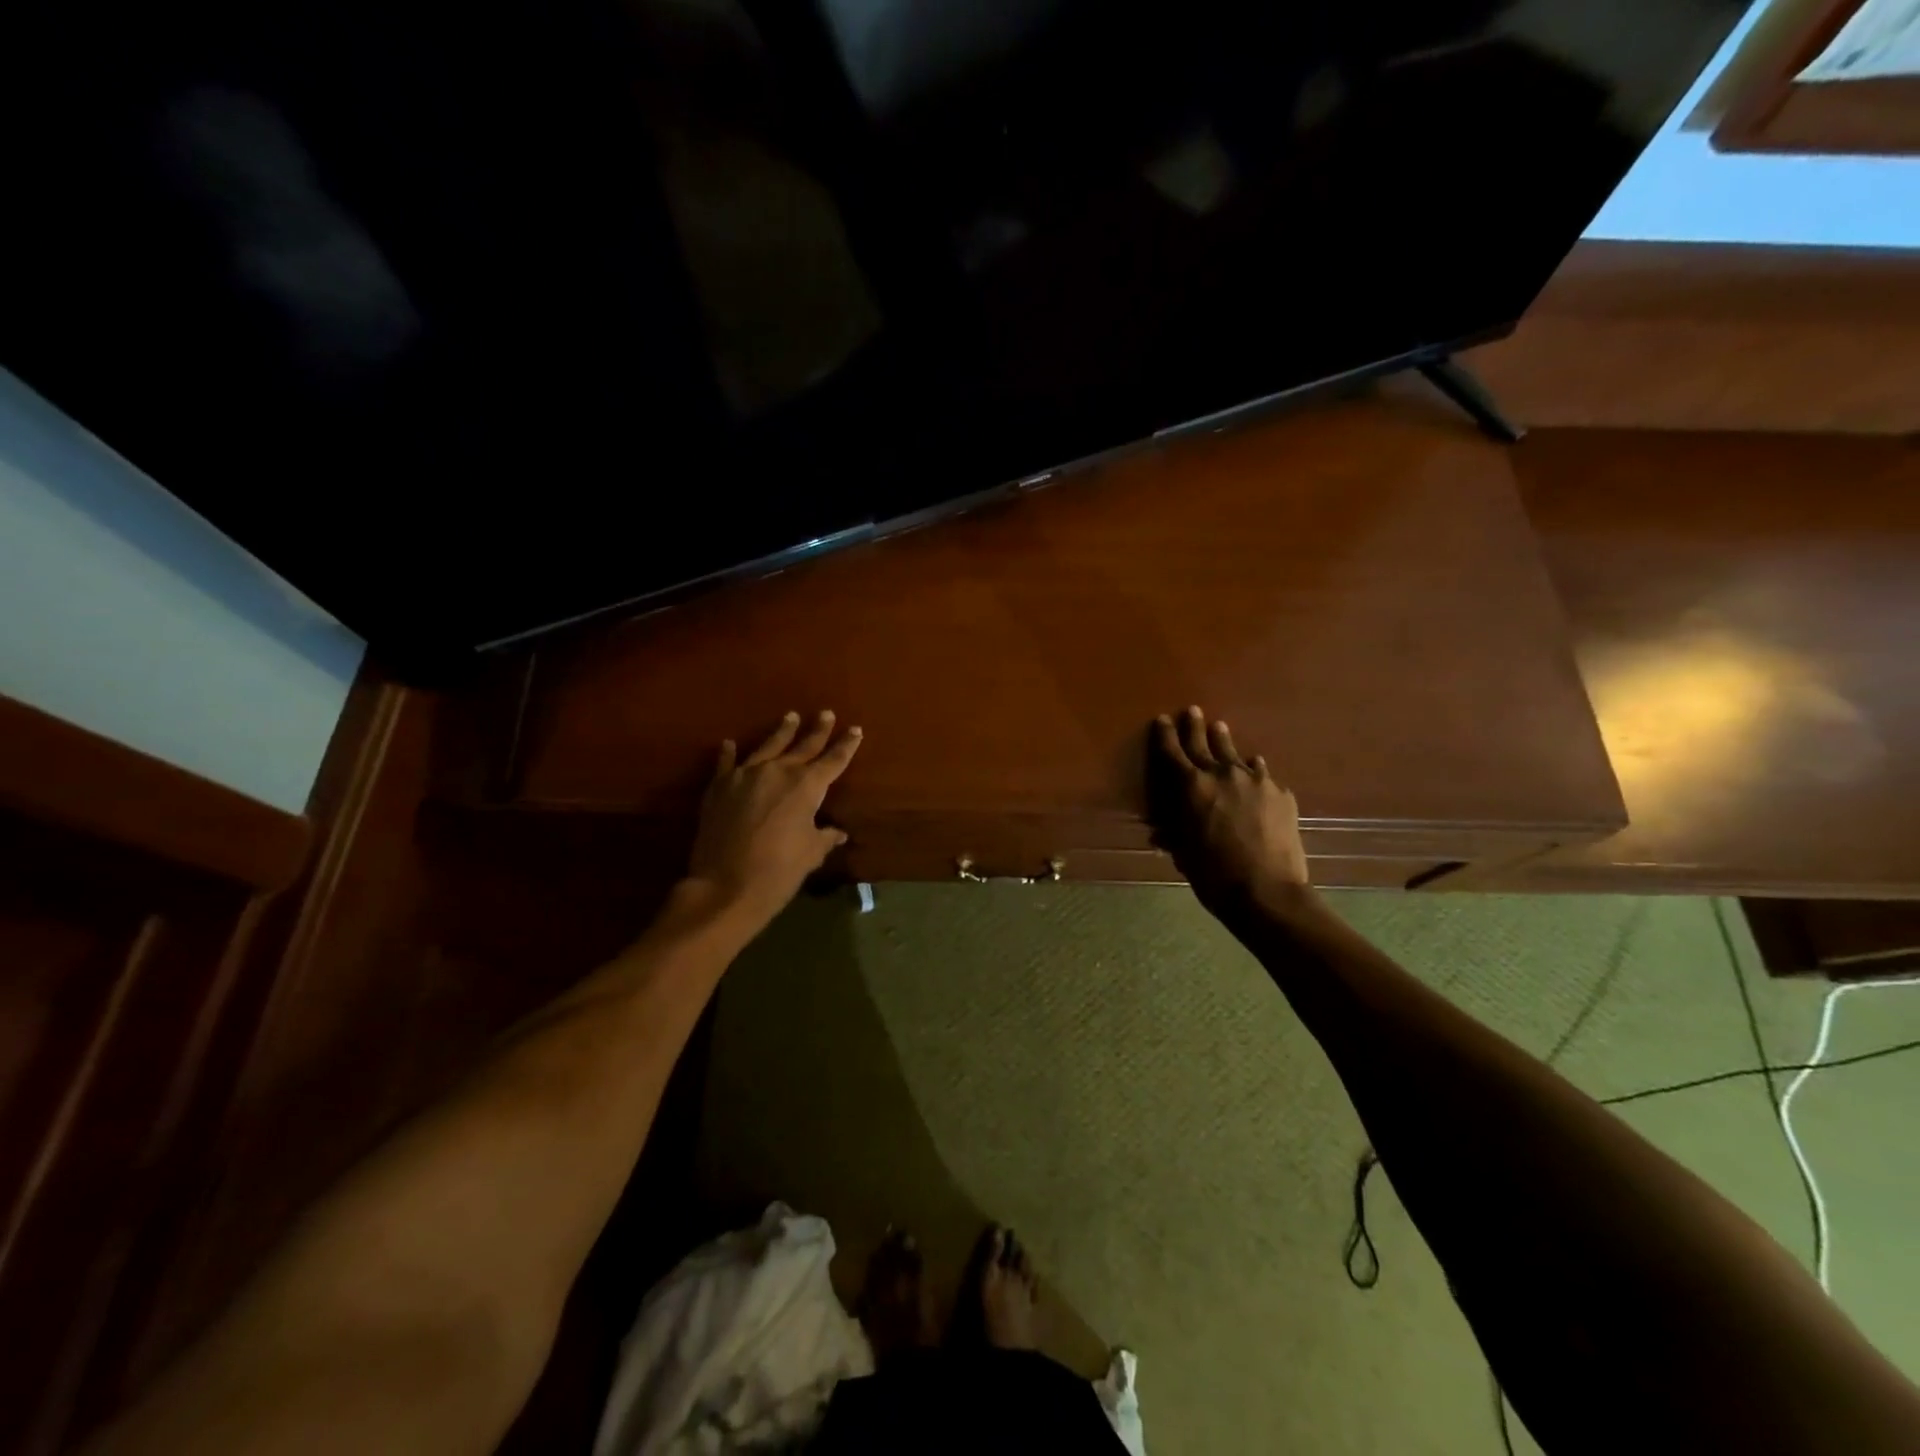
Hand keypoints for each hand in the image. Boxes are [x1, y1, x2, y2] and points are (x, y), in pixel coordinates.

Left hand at [686, 710, 862, 926]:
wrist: (726, 885)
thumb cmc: (779, 870)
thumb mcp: (811, 853)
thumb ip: (825, 837)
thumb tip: (838, 832)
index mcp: (807, 786)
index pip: (833, 760)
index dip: (846, 745)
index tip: (855, 730)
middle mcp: (778, 771)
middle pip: (803, 746)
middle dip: (818, 730)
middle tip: (826, 713)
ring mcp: (746, 775)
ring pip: (768, 746)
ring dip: (782, 731)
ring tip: (791, 716)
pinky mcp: (720, 786)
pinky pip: (726, 764)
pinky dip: (729, 753)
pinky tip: (729, 743)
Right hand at [1147, 706, 1309, 918]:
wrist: (1268, 892)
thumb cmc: (1214, 875)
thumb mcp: (1184, 854)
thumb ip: (1174, 835)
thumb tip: (1160, 832)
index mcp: (1192, 787)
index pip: (1173, 752)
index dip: (1165, 735)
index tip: (1162, 719)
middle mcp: (1223, 774)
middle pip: (1205, 743)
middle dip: (1195, 726)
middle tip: (1192, 711)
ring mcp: (1257, 781)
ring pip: (1236, 754)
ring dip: (1225, 742)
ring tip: (1221, 729)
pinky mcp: (1281, 794)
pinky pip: (1262, 774)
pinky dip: (1254, 770)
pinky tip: (1255, 769)